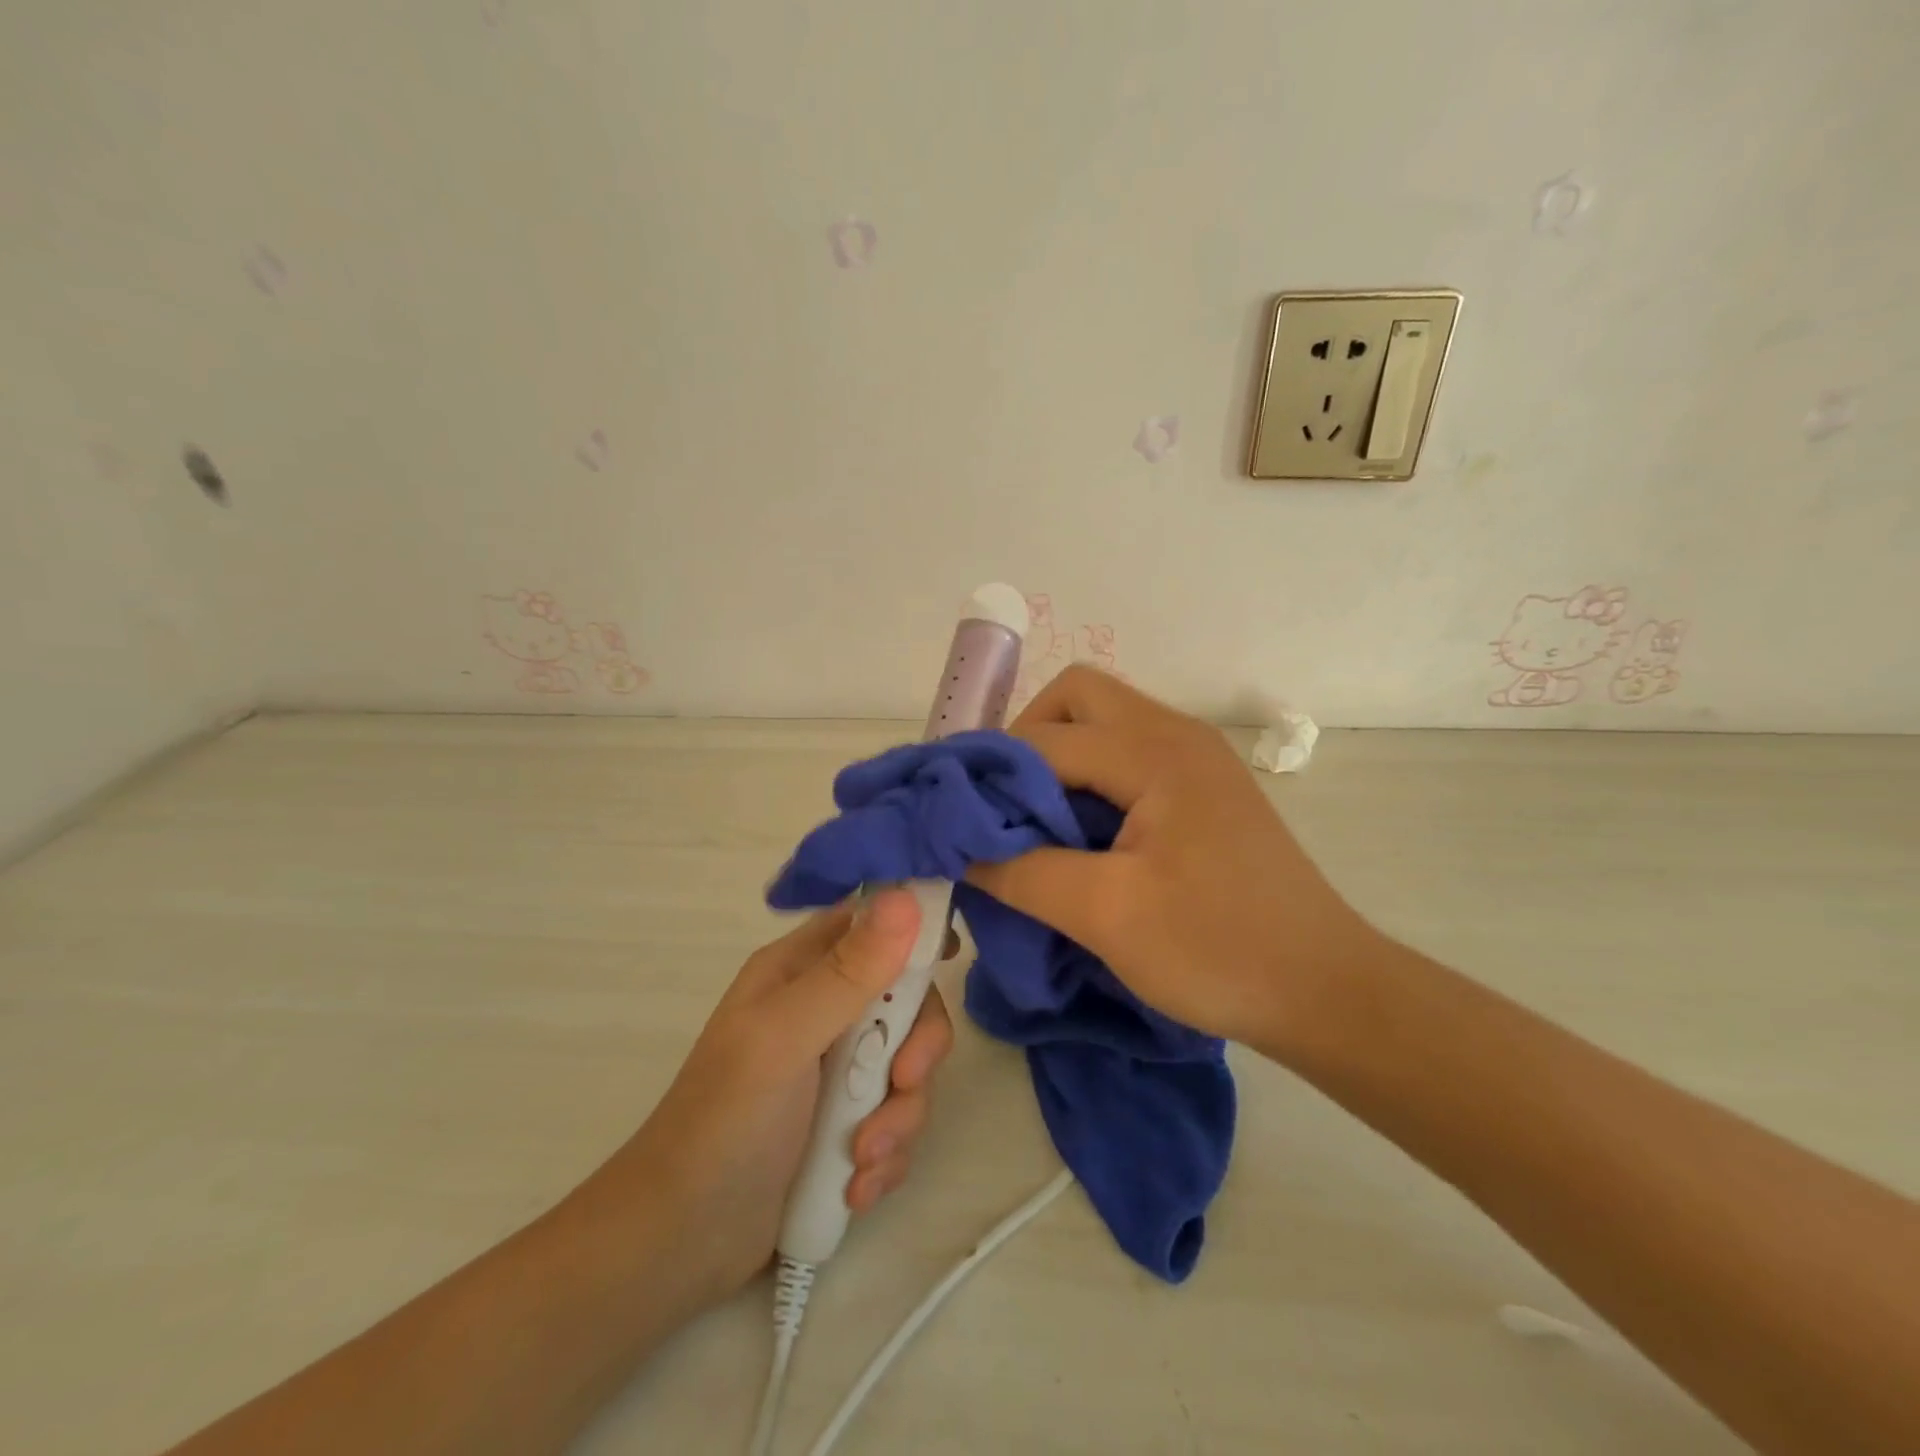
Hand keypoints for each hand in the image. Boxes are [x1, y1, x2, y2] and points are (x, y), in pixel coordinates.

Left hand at [571, 891, 952, 1310]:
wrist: (681, 1246)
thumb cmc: (725, 1122)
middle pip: (907, 1002)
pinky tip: (855, 1186)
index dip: (913, 931)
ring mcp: (837, 1072)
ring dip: (899, 1117)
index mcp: (800, 972)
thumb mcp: (785, 1038)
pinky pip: (898, 1121)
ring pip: (909, 1068)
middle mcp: (824, 1012)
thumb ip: (849, 972)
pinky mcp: (847, 1125)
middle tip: (901, 1082)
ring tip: (861, 1159)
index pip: (870, 925)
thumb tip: (906, 897)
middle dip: (915, 1049)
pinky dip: (887, 1155)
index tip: (949, 954)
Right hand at [968, 666, 1380, 1049]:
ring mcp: (1194, 760)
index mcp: (1155, 752)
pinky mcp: (1201, 791)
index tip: (951, 817)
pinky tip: (1075, 835)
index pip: (1044, 738)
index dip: (988, 774)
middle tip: (1002, 806)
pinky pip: (1126, 758)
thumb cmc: (1220, 949)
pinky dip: (1086, 780)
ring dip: (1056, 760)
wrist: (1326, 991)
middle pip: (1076, 698)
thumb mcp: (1107, 915)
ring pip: (1102, 724)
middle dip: (1025, 741)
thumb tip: (957, 850)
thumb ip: (1022, 873)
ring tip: (1029, 824)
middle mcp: (1175, 735)